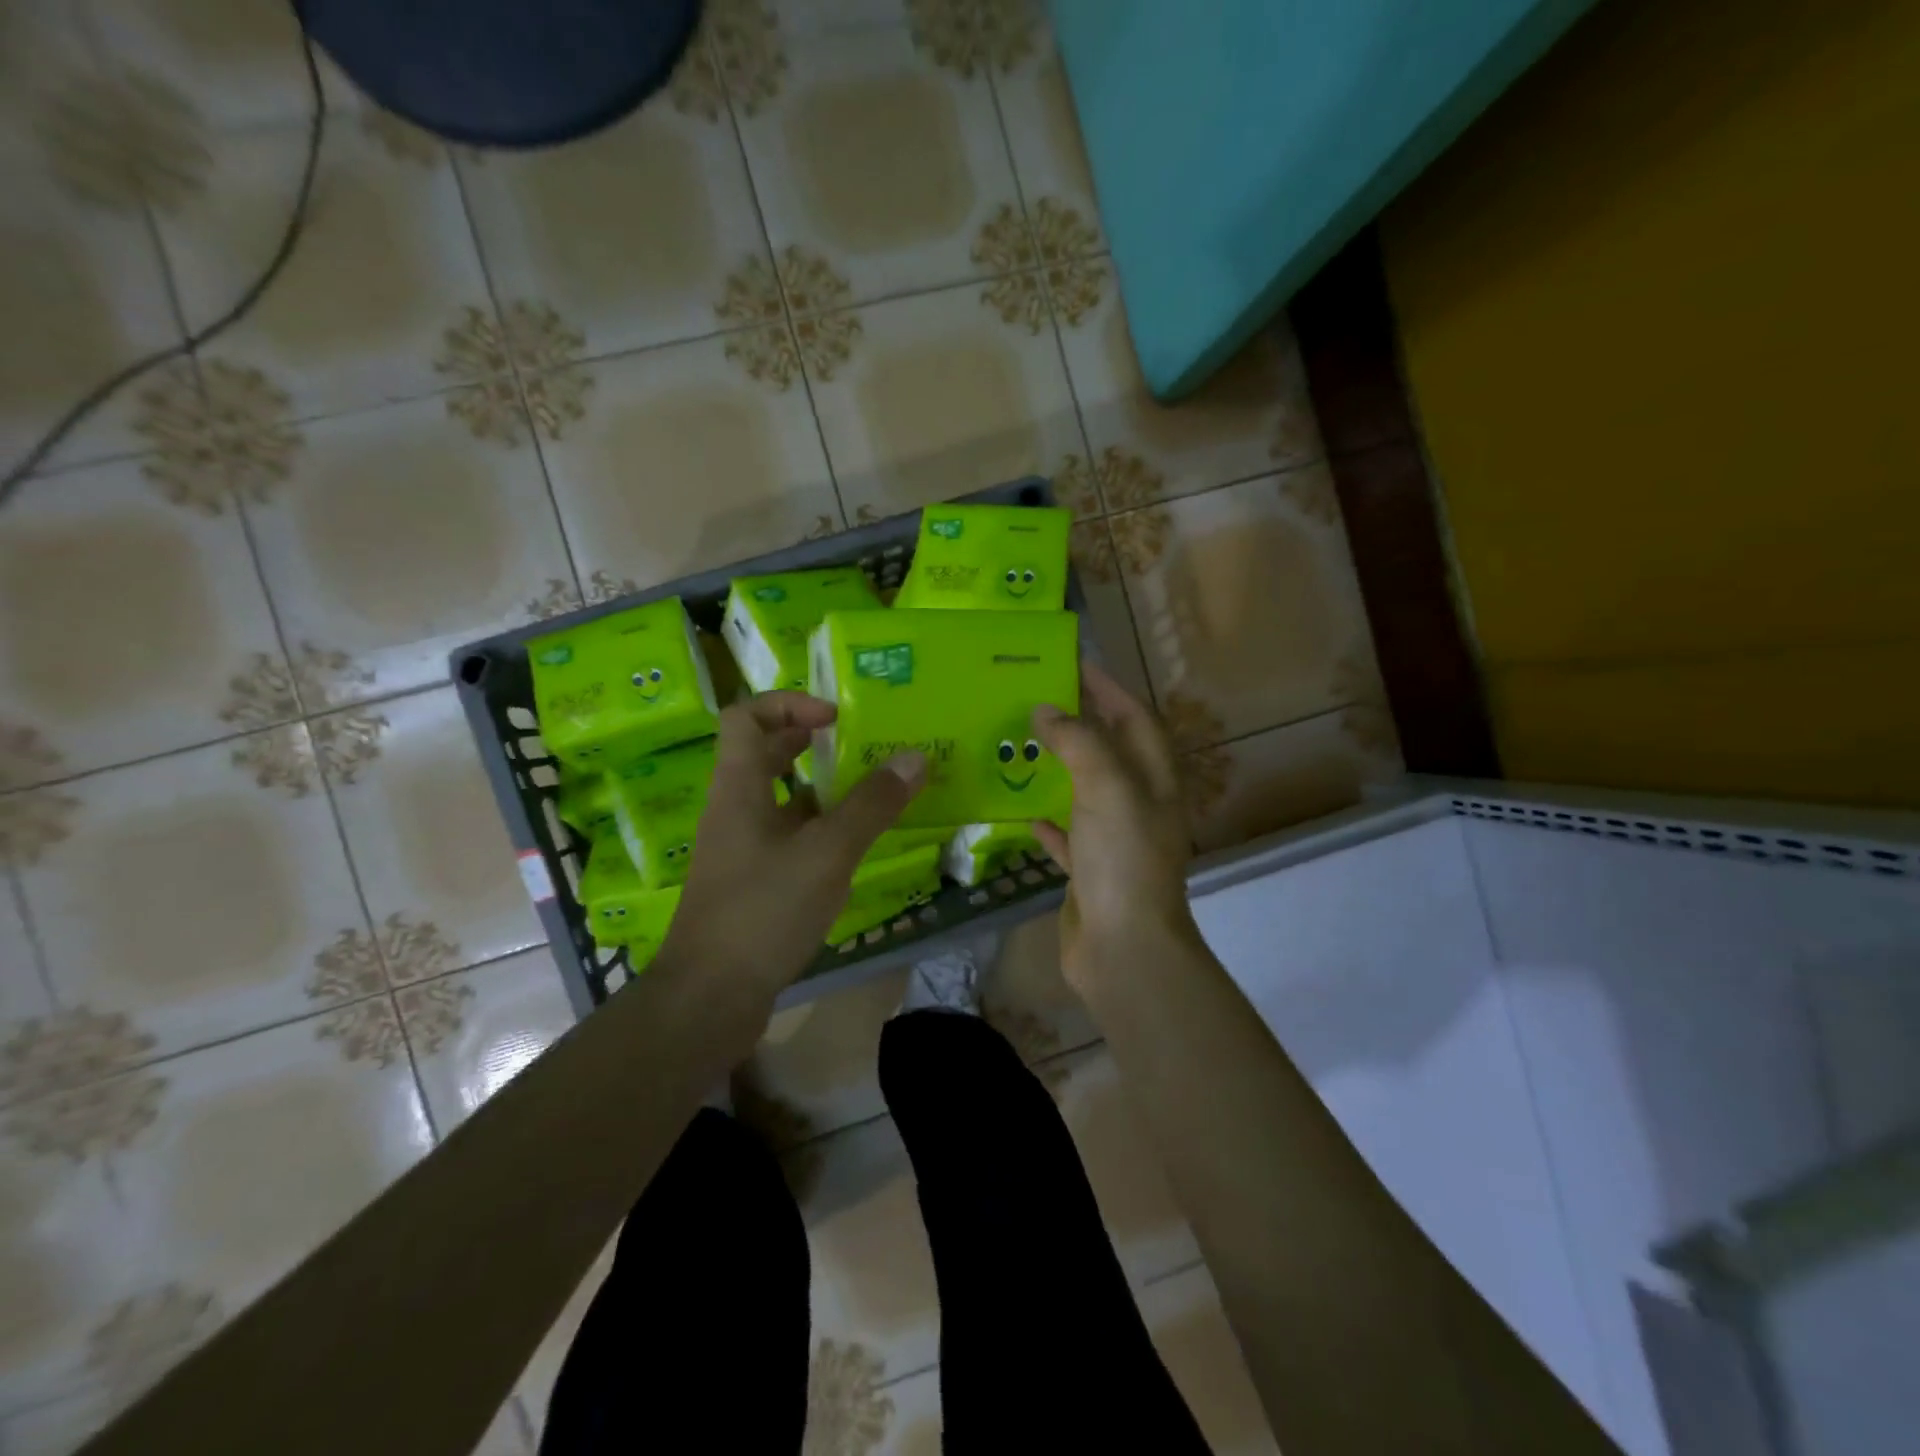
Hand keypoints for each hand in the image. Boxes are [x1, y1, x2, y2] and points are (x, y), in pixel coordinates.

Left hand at [656, 692, 924, 1012]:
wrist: (710, 998)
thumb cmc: (764, 911)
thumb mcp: (826, 853)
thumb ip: (871, 805)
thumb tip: (915, 758)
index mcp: (739, 787)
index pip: (747, 717)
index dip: (789, 704)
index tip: (835, 717)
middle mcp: (735, 809)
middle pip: (767, 754)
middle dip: (813, 744)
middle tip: (863, 748)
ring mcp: (742, 849)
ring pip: (782, 801)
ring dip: (824, 791)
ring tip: (873, 794)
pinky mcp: (753, 883)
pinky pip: (789, 839)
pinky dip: (821, 832)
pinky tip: (856, 849)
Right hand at [1031, 663, 1200, 989]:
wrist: (1123, 947)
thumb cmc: (1123, 858)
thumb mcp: (1106, 787)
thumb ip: (1078, 742)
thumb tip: (1046, 710)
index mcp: (1155, 780)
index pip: (1135, 718)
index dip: (1109, 689)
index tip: (1074, 664)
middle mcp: (1140, 806)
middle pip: (1110, 752)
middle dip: (1081, 723)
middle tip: (1038, 699)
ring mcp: (1115, 842)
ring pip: (1086, 792)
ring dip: (1060, 769)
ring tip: (1023, 744)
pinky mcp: (1090, 873)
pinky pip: (1068, 837)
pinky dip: (1050, 822)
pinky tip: (1024, 812)